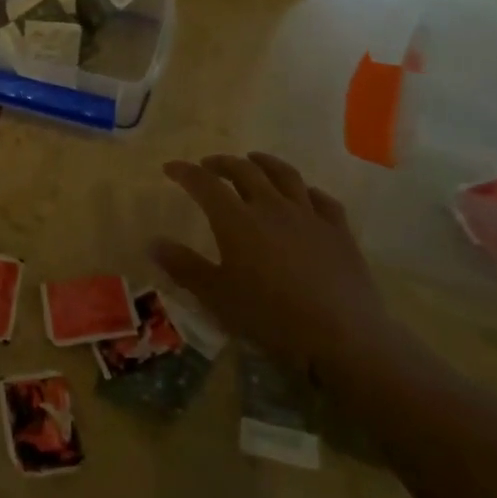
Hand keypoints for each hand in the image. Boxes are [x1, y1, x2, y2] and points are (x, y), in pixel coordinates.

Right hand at [153, 151, 396, 377]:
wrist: (343, 337)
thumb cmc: (271, 317)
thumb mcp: (217, 296)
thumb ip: (184, 267)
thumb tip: (153, 242)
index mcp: (236, 220)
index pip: (204, 184)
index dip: (185, 172)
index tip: (170, 168)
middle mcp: (270, 206)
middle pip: (244, 171)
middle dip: (222, 163)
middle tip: (209, 166)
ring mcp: (308, 215)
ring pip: (285, 175)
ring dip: (264, 163)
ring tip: (253, 161)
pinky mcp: (338, 230)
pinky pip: (322, 199)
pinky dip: (307, 191)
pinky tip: (304, 195)